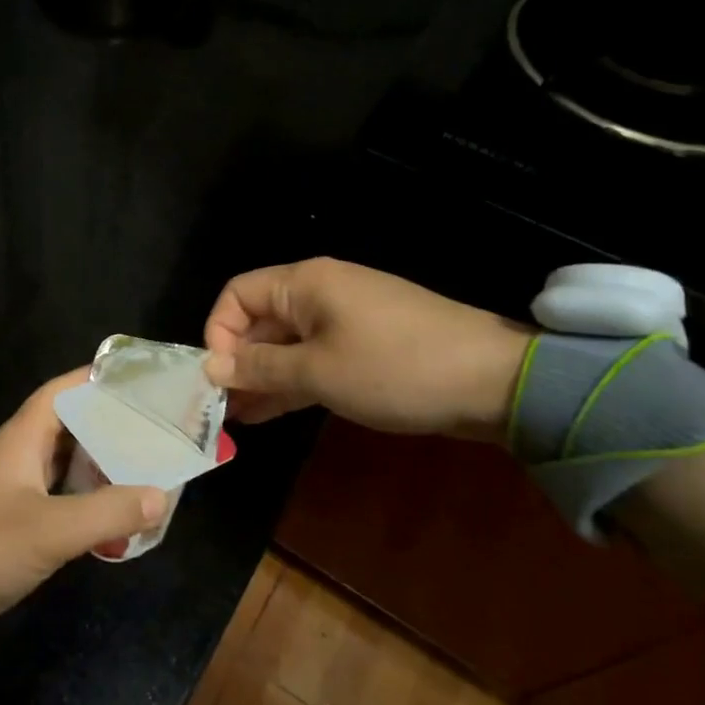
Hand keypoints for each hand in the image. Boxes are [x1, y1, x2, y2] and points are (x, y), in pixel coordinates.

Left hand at [0, 370, 166, 670]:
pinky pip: (54, 503)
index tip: (139, 379)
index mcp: (18, 440)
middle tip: (157, 432)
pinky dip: (83, 506)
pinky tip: (110, 522)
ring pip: (62, 468)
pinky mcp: (5, 528)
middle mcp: (13, 458)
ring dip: (99, 470)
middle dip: (109, 428)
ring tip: (145, 473)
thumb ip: (106, 511)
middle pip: (67, 428)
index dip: (96, 379)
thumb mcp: (48, 531)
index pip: (60, 392)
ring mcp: (7, 494)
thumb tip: (161, 495)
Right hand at [203, 258, 530, 441]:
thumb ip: (259, 368)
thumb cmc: (394, 368)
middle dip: (237, 362)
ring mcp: (343, 321)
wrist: (493, 381)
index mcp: (303, 284)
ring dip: (261, 378)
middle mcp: (318, 294)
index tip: (217, 377)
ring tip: (234, 420)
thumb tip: (211, 368)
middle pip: (259, 321)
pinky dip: (290, 382)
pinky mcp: (363, 348)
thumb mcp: (318, 371)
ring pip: (285, 345)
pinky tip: (267, 413)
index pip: (237, 295)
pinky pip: (313, 360)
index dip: (218, 332)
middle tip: (218, 410)